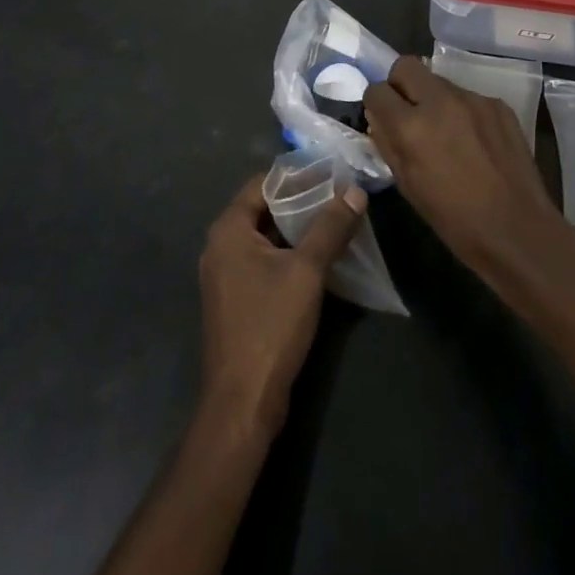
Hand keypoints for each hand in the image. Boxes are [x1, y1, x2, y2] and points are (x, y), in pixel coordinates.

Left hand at [197, 173, 365, 437]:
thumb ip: (330, 228)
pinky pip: (263, 263)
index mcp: (228, 229)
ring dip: (297, 231)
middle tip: (339, 196)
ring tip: (335, 223)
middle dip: (301, 203)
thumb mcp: (307, 271)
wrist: (243, 402)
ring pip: (265, 238)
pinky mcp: (235, 300)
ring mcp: (225, 275)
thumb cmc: (271, 325)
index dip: (297, 177)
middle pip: (263, 209)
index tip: (330, 172)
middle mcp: (220, 245)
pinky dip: (288, 256)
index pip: (263, 184)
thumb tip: (354, 192)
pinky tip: (319, 260)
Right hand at [364, 57, 574, 298]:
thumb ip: (388, 144)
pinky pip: (468, 98)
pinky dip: (462, 112)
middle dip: (401, 85)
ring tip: (446, 133)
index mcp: (412, 126)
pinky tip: (474, 142)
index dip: (376, 104)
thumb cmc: (455, 219)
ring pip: (439, 82)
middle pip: (406, 66)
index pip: (377, 90)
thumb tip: (379, 120)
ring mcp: (473, 99)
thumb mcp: (408, 186)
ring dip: (433, 100)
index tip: (383, 119)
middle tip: (408, 114)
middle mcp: (440, 101)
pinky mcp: (498, 105)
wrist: (519, 232)